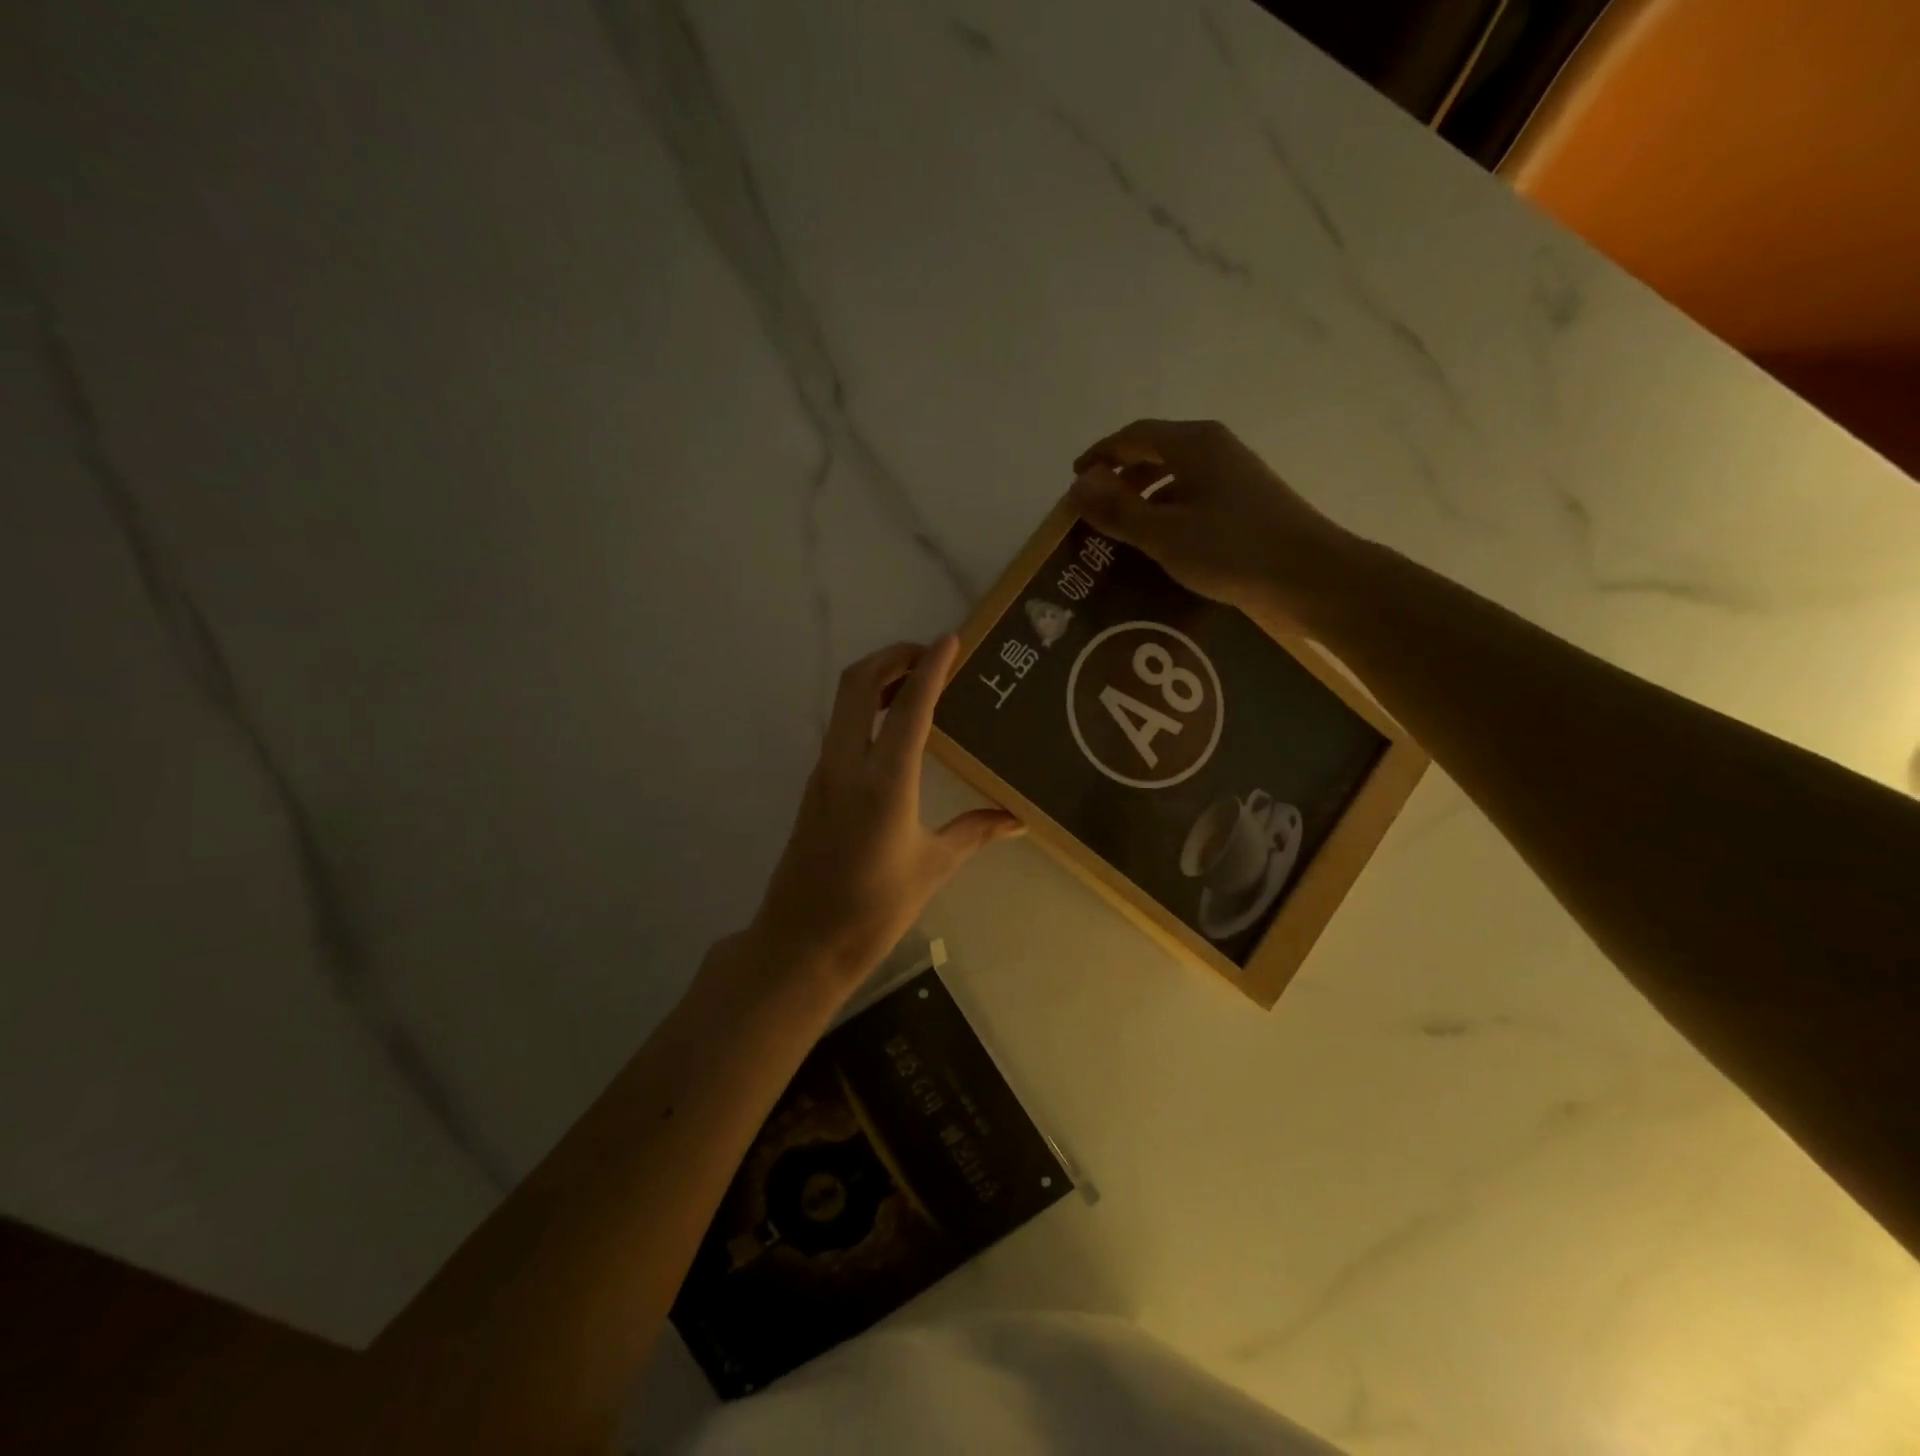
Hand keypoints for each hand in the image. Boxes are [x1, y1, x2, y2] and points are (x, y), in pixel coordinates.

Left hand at [746, 637, 1022, 986]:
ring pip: (845, 702)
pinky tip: (897, 726)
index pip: (910, 706)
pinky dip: (868, 707)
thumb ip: (976, 832)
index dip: (931, 666)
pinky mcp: (816, 784)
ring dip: (878, 679)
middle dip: (893, 655)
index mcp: (884, 781)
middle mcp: (847, 763)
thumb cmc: (873, 909)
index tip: (952, 639)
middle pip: (859, 683)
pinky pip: (842, 726)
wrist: (802, 942)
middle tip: (930, 653)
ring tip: (918, 681)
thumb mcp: (933, 867)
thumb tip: (1019, 819)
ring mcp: (824, 771)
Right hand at [1069, 419, 1354, 629]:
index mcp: (1194, 444)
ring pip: (1177, 476)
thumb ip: (1117, 510)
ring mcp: (1236, 476)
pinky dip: (1169, 512)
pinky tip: (1162, 544)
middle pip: (1156, 452)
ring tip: (1122, 530)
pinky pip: (1195, 497)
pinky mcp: (1248, 504)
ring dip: (1145, 497)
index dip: (1100, 454)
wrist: (1309, 577)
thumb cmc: (1231, 550)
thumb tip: (1077, 485)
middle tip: (1095, 508)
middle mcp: (1216, 450)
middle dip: (1121, 476)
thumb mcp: (1163, 533)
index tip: (1075, 480)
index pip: (1134, 436)